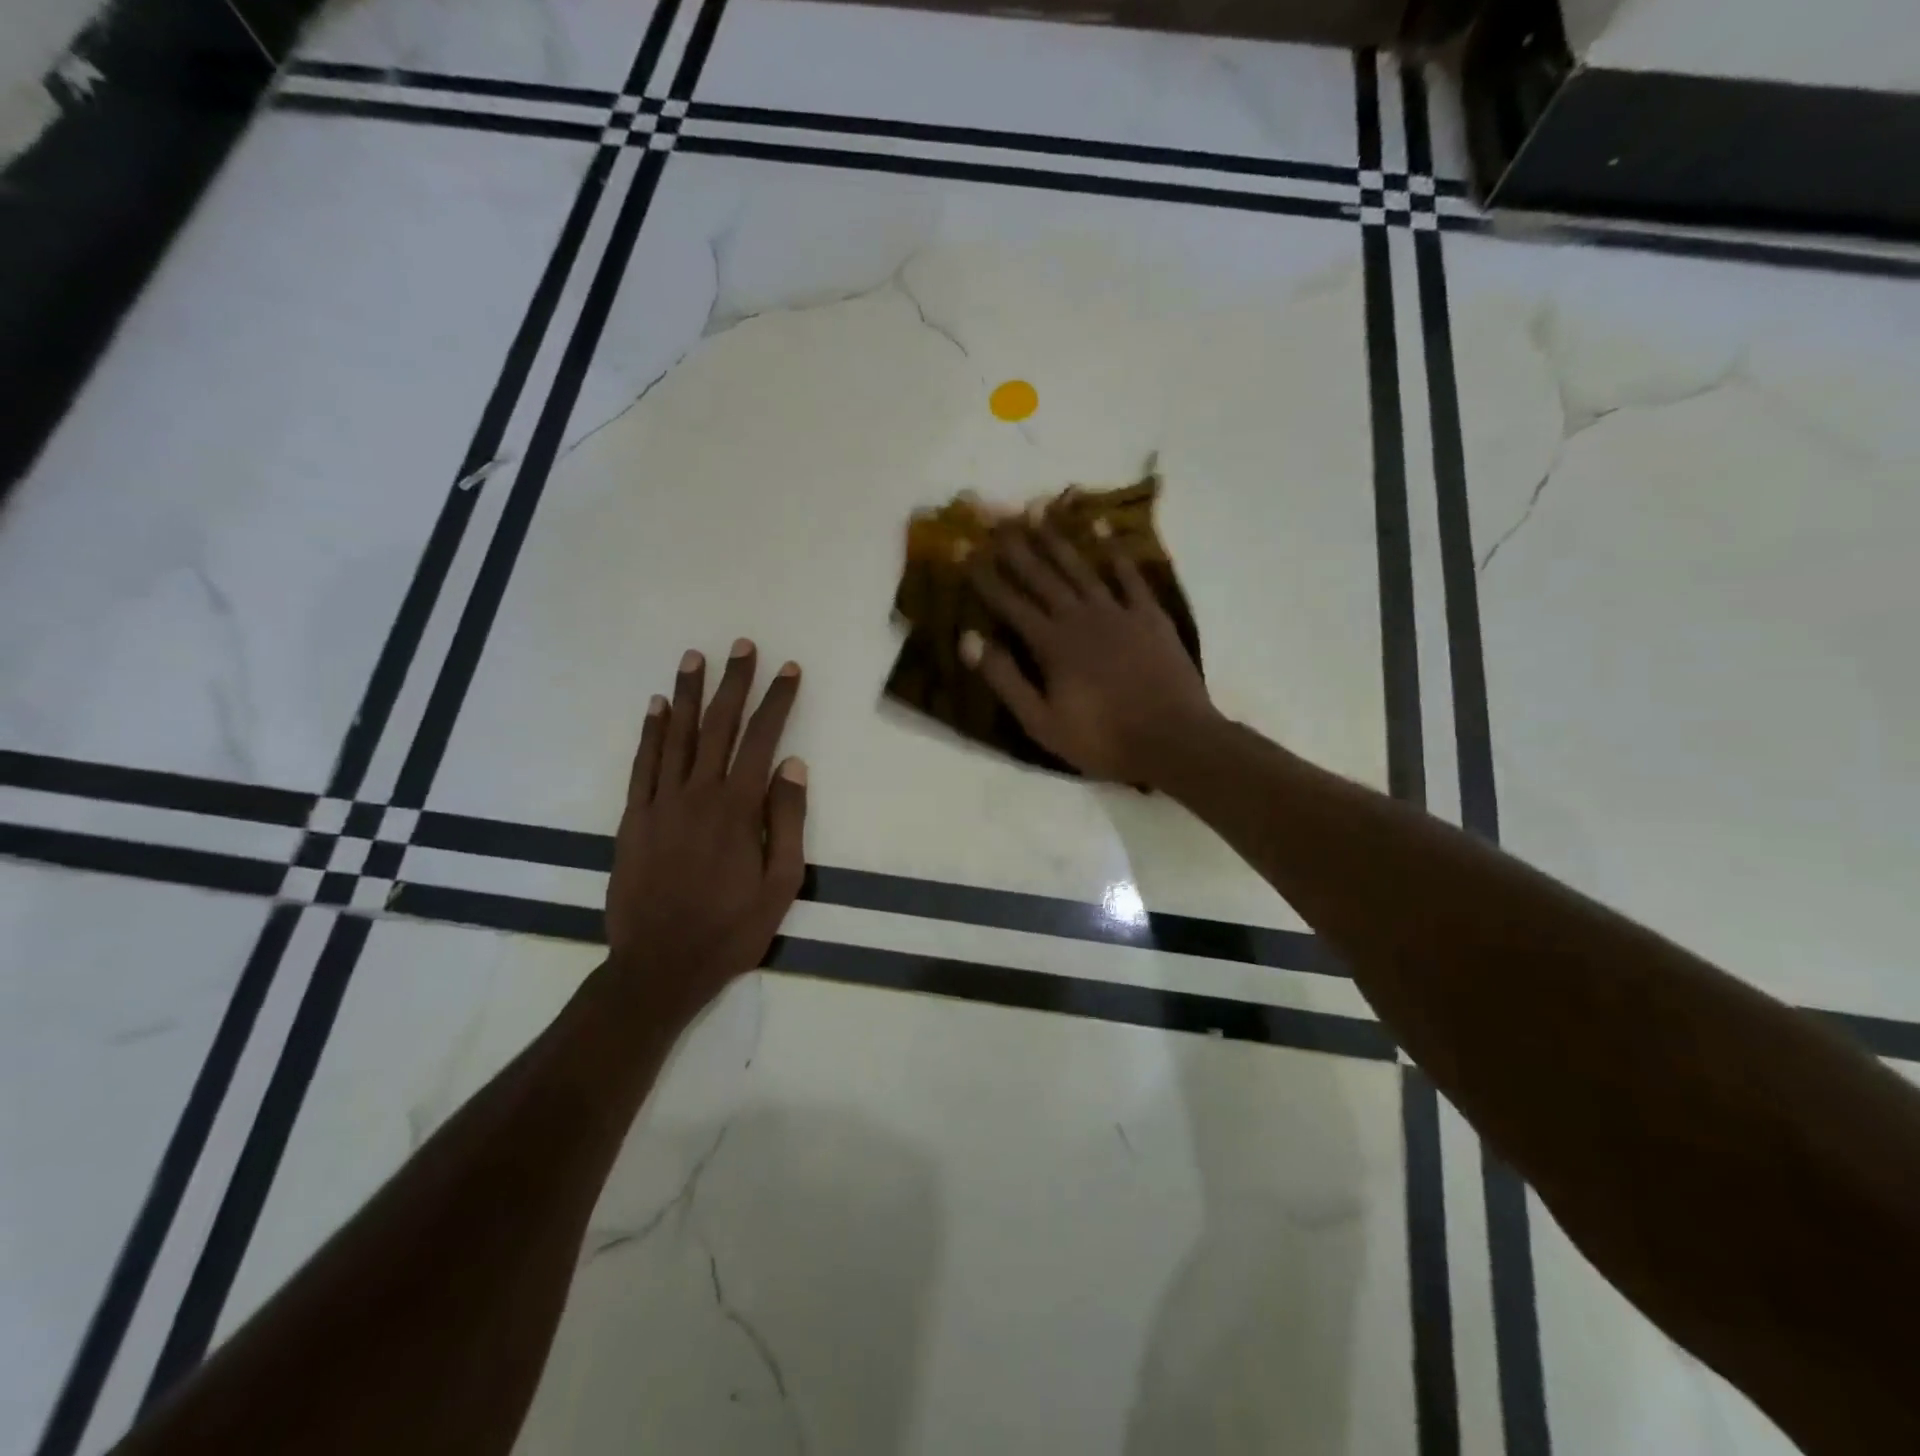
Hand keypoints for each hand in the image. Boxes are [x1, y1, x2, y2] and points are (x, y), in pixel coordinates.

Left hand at [607, 640, 806, 1024]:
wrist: (660, 966)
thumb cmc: (731, 929)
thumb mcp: (781, 884)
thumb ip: (787, 821)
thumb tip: (792, 766)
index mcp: (737, 809)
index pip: (762, 740)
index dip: (778, 701)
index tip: (789, 669)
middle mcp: (697, 794)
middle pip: (718, 726)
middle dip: (733, 683)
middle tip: (742, 646)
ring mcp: (659, 804)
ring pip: (675, 736)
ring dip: (687, 693)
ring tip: (695, 657)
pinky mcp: (633, 819)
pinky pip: (642, 765)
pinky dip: (649, 732)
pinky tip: (656, 706)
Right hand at [962, 525, 1217, 785]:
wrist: (1173, 739)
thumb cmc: (1102, 738)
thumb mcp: (1041, 721)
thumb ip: (1005, 679)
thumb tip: (969, 639)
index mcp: (1051, 643)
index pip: (1010, 603)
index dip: (984, 576)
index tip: (964, 549)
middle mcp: (1080, 617)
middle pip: (1042, 576)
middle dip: (1015, 546)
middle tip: (996, 515)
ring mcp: (1118, 612)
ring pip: (1080, 567)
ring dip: (1057, 539)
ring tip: (1038, 510)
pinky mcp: (1150, 615)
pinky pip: (1129, 575)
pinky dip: (1115, 551)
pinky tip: (1102, 529)